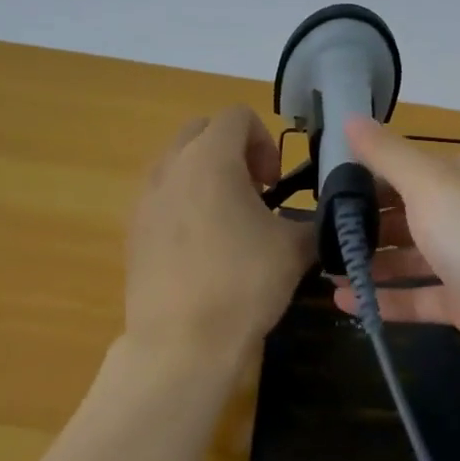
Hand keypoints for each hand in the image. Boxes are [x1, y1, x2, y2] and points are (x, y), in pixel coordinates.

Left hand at [123, 106, 314, 370]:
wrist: (181, 344)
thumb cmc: (243, 284)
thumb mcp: (295, 248)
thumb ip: (314, 220)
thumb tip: (326, 217)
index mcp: (210, 159)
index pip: (237, 116)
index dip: (265, 140)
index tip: (275, 183)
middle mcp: (171, 167)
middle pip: (202, 131)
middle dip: (233, 150)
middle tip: (256, 192)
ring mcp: (145, 199)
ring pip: (178, 162)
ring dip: (207, 175)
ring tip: (230, 220)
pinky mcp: (133, 230)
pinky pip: (162, 196)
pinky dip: (185, 203)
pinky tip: (204, 247)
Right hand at [330, 115, 459, 390]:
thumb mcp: (430, 184)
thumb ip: (387, 153)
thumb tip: (349, 115)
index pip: (410, 168)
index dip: (368, 175)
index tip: (325, 188)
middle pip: (410, 213)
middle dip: (367, 221)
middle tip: (318, 232)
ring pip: (413, 257)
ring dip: (372, 261)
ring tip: (324, 268)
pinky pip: (419, 298)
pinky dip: (385, 298)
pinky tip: (343, 302)